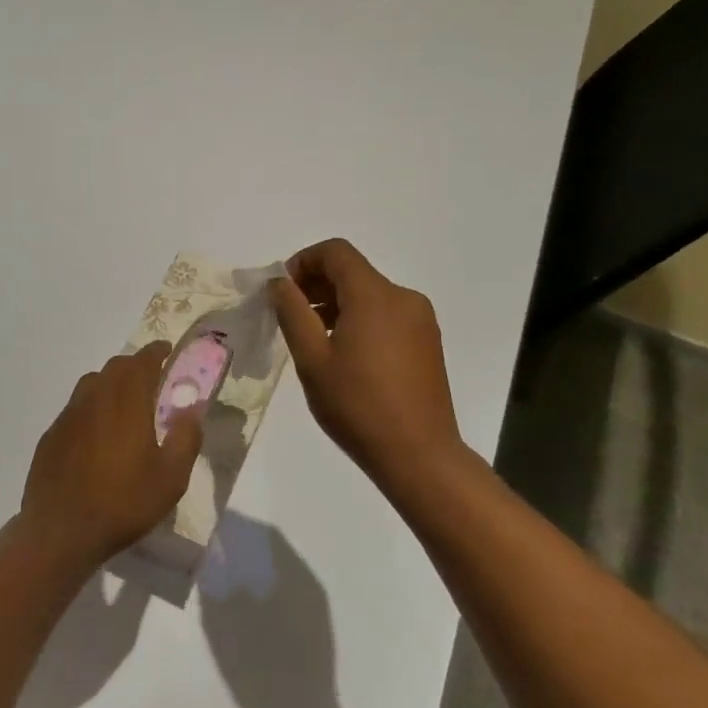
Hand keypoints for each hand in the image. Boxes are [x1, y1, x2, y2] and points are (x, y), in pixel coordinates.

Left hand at [21, 343, 203, 566]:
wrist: (60, 531)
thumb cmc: (123, 503)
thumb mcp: (171, 478)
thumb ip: (186, 438)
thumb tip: (192, 409)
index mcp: (126, 402)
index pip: (142, 362)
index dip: (156, 352)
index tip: (167, 350)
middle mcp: (94, 399)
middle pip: (115, 368)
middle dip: (135, 366)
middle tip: (151, 380)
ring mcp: (68, 416)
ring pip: (91, 384)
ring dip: (111, 384)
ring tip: (124, 404)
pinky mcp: (51, 436)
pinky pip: (75, 409)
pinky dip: (91, 409)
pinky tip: (96, 435)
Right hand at [270, 238, 465, 495]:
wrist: (419, 455)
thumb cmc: (357, 406)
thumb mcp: (312, 359)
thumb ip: (292, 312)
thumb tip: (280, 282)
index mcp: (375, 295)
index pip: (336, 252)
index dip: (303, 261)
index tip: (283, 290)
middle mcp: (403, 297)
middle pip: (354, 272)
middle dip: (317, 285)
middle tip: (290, 316)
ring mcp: (420, 320)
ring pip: (370, 294)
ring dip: (337, 304)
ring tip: (314, 339)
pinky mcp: (427, 342)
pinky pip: (387, 315)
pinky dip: (360, 320)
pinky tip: (345, 355)